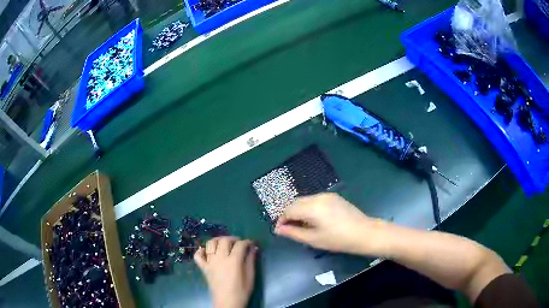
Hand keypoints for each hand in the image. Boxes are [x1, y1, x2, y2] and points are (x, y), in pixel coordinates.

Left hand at [194, 237, 257, 307]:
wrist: (227, 302)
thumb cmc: (241, 291)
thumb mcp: (250, 276)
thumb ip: (251, 261)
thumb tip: (253, 248)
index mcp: (234, 261)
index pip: (240, 244)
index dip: (247, 242)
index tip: (251, 243)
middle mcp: (220, 259)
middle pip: (224, 241)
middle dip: (233, 239)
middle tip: (239, 243)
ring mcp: (210, 262)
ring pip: (210, 244)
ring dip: (218, 240)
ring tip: (224, 244)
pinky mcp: (204, 268)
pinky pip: (198, 256)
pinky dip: (201, 251)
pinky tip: (207, 251)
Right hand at [275, 193, 383, 254]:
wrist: (364, 233)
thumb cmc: (338, 239)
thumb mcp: (314, 239)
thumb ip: (294, 233)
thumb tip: (278, 229)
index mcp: (312, 207)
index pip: (288, 210)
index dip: (281, 220)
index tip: (280, 231)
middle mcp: (318, 197)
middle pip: (295, 203)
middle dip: (288, 214)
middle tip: (289, 229)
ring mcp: (327, 195)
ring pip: (304, 200)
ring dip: (298, 211)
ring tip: (300, 225)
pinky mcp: (333, 197)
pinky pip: (314, 200)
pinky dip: (308, 208)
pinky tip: (312, 219)